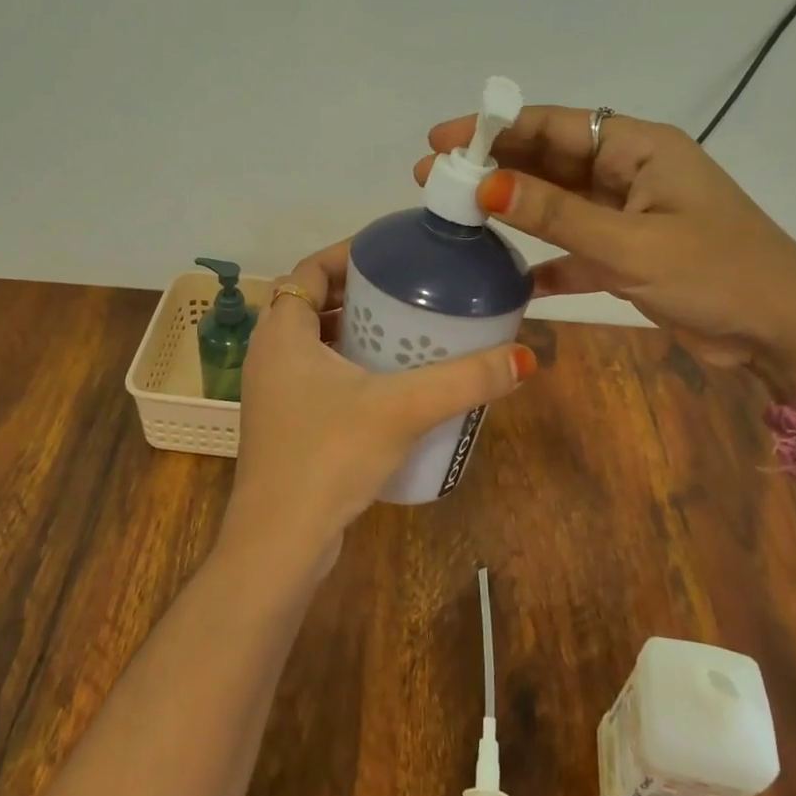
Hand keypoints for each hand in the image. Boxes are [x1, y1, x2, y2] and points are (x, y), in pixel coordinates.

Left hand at [220, 240, 536, 584]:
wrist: (280, 543)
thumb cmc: (329, 456)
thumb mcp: (401, 408)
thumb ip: (464, 380)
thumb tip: (525, 358)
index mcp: (281, 334)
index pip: (309, 270)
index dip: (346, 253)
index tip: (390, 252)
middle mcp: (270, 356)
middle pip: (313, 304)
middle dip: (359, 293)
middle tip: (408, 290)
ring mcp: (274, 394)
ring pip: (315, 344)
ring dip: (354, 332)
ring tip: (405, 331)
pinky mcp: (286, 427)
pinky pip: (318, 378)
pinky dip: (349, 368)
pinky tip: (389, 386)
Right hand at [415, 107, 795, 398]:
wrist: (785, 333)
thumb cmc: (717, 275)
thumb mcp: (631, 244)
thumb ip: (557, 215)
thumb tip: (486, 186)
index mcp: (639, 148)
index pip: (554, 125)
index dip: (495, 127)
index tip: (443, 139)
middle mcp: (629, 171)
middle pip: (549, 160)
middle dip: (494, 167)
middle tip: (434, 177)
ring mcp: (628, 213)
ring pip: (557, 202)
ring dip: (512, 208)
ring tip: (455, 212)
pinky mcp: (628, 253)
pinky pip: (574, 246)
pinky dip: (546, 259)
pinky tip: (513, 277)